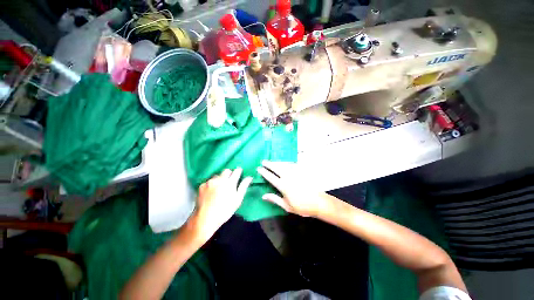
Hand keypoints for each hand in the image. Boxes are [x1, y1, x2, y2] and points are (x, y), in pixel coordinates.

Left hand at [192, 168, 252, 240]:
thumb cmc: (225, 210)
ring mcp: (210, 182)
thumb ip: (243, 186)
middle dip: (229, 174)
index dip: (239, 171)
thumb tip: (249, 177)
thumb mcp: (238, 199)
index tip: (239, 173)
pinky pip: (209, 181)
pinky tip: (211, 192)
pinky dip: (211, 184)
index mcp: (230, 182)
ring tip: (219, 188)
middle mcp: (220, 179)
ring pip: (217, 175)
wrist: (206, 218)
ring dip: (220, 179)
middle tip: (229, 182)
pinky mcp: (202, 185)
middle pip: (226, 170)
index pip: (236, 171)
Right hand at [257, 161, 329, 216]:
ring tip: (271, 161)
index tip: (259, 168)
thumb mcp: (286, 206)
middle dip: (269, 164)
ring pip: (283, 165)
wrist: (318, 202)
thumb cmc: (302, 206)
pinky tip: (283, 163)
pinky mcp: (301, 172)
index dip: (264, 172)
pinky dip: (286, 163)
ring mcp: (295, 173)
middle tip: (263, 161)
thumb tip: (263, 196)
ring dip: (276, 162)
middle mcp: (288, 177)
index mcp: (283, 186)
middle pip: (276, 168)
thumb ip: (275, 199)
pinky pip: (292, 165)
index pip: (271, 177)